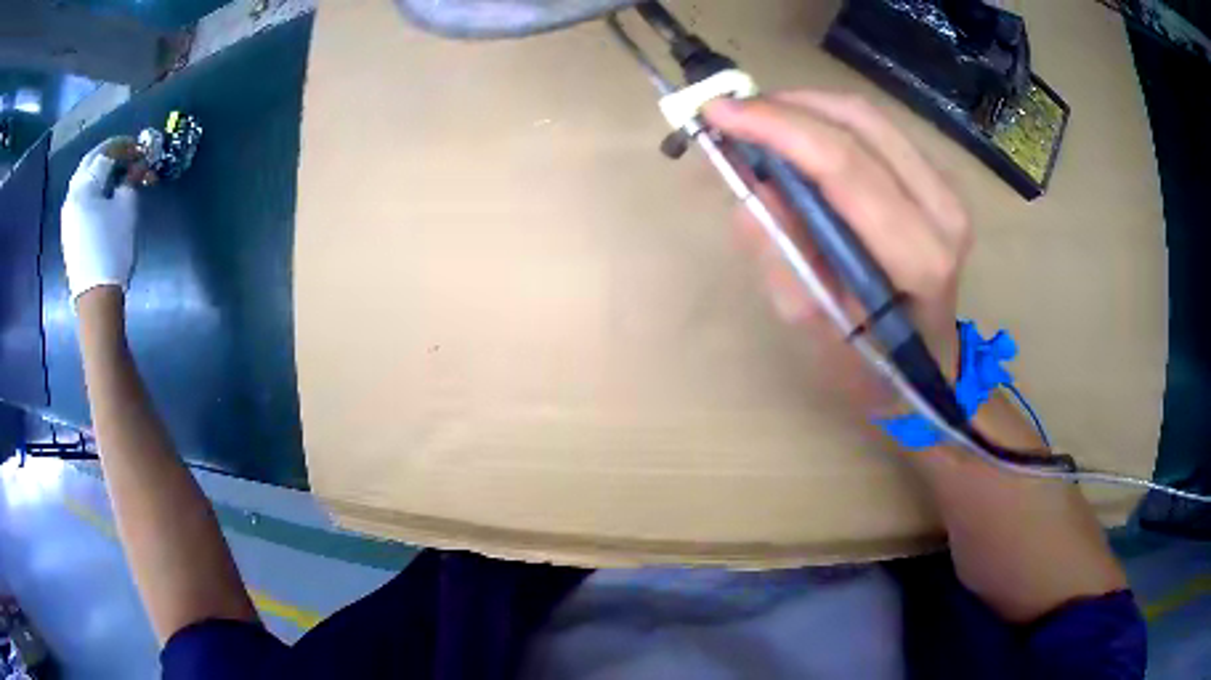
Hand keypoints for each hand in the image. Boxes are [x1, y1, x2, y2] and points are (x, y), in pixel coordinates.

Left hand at [61, 138, 140, 304]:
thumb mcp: (126, 209)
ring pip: (84, 179)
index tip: (140, 148)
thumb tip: (136, 167)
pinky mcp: (69, 231)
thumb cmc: (112, 248)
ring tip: (116, 173)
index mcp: (84, 185)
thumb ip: (130, 181)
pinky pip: (81, 197)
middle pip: (90, 162)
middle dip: (109, 153)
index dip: (125, 146)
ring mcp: (68, 215)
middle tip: (127, 154)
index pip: (106, 153)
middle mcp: (72, 195)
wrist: (95, 298)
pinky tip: (103, 193)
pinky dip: (93, 187)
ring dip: (100, 171)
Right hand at [705, 92, 972, 413]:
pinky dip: (829, 121)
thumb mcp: (815, 328)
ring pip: (869, 118)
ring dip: (805, 108)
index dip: (779, 129)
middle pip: (860, 124)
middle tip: (731, 113)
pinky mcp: (940, 180)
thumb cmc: (873, 366)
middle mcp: (943, 211)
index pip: (846, 166)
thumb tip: (749, 187)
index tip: (718, 111)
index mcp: (919, 256)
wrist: (928, 366)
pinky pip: (878, 130)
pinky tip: (798, 134)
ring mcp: (948, 190)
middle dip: (787, 108)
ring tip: (759, 122)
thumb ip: (782, 256)